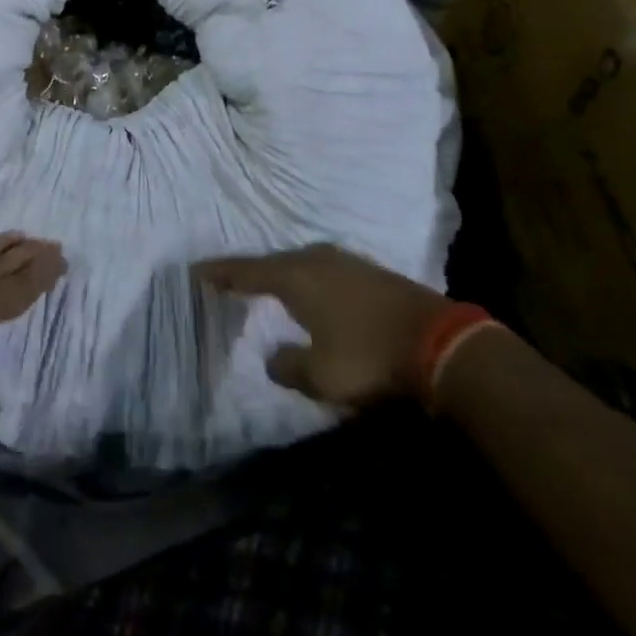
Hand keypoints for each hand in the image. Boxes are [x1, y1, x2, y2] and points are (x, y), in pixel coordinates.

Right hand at [194, 244, 448, 407]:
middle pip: (271, 263)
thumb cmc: (369, 357)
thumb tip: (272, 358)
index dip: (219, 273)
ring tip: (266, 285)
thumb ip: (288, 367)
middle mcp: (313, 259)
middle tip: (229, 280)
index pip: (245, 271)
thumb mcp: (321, 375)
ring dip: (281, 275)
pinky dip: (307, 280)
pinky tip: (312, 292)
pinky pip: (322, 270)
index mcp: (294, 276)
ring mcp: (343, 261)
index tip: (195, 271)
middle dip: (250, 273)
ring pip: (299, 265)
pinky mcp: (367, 271)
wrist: (440, 342)